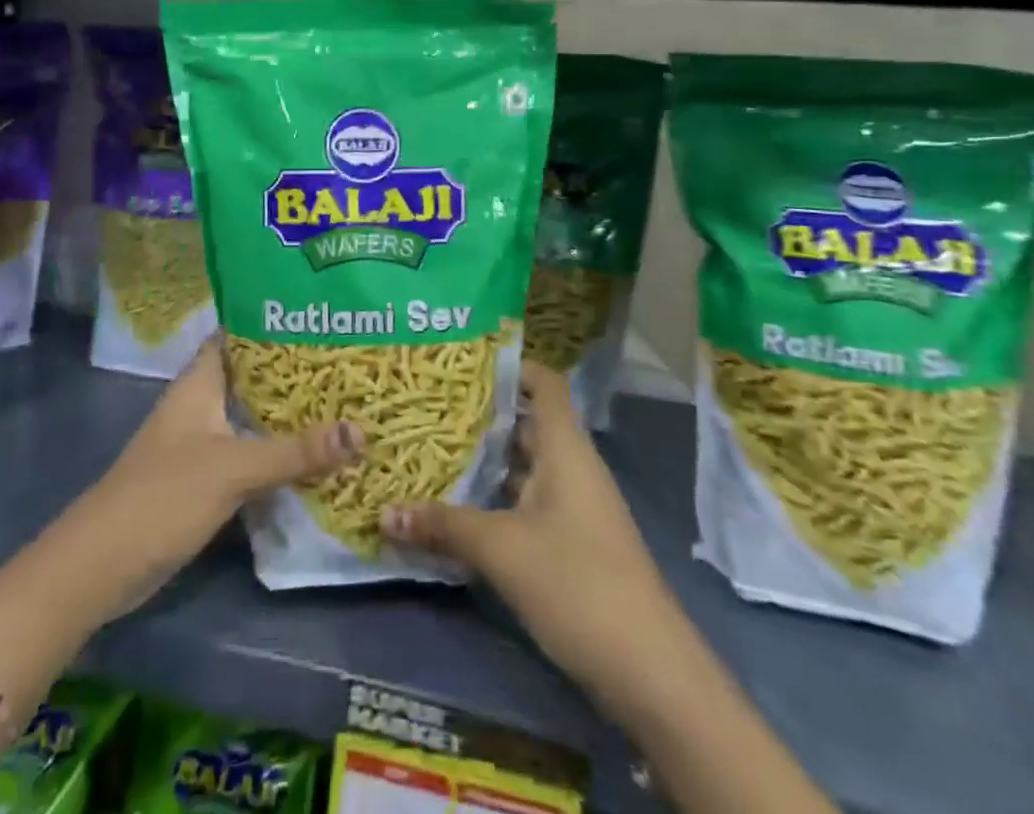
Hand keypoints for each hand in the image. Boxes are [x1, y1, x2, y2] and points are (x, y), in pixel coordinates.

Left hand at [66, 339, 362, 616]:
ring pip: (253, 415)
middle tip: (347, 358)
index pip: (238, 334)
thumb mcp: (233, 468)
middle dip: (294, 369)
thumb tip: (360, 431)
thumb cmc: (162, 497)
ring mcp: (201, 442)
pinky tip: (314, 453)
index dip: (274, 322)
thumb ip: (294, 451)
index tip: (320, 315)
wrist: (99, 568)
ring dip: (289, 412)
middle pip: (252, 376)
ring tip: (343, 399)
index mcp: (200, 383)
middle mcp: (201, 404)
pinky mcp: (205, 478)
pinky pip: (250, 451)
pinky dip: (278, 449)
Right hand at [380, 362, 687, 725]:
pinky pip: (530, 502)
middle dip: (483, 416)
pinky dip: (498, 498)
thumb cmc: (577, 583)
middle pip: (528, 423)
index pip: (544, 383)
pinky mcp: (574, 543)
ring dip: (487, 461)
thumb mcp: (502, 550)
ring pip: (526, 466)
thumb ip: (444, 526)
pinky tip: (463, 509)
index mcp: (565, 448)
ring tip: (434, 451)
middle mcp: (573, 467)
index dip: (511, 366)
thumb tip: (383, 513)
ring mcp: (576, 506)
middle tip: (431, 407)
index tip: (464, 364)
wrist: (650, 670)